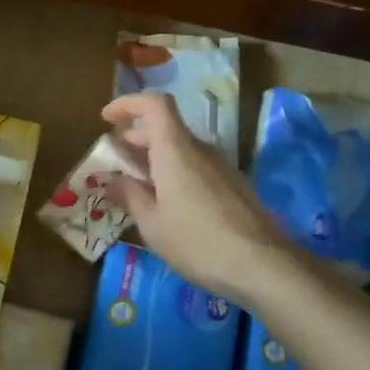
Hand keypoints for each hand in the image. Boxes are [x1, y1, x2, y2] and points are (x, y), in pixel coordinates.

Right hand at [101, 92, 289, 297]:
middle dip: (136, 139)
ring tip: (137, 188)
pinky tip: (168, 205)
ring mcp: (221, 167)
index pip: (155, 105)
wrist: (263, 265)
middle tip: (116, 163)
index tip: (106, 119)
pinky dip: (175, 174)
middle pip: (166, 128)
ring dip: (156, 159)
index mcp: (176, 151)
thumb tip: (113, 180)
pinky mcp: (234, 186)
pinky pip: (197, 167)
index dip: (128, 104)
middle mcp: (200, 150)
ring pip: (182, 150)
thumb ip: (130, 196)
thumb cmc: (197, 242)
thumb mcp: (152, 224)